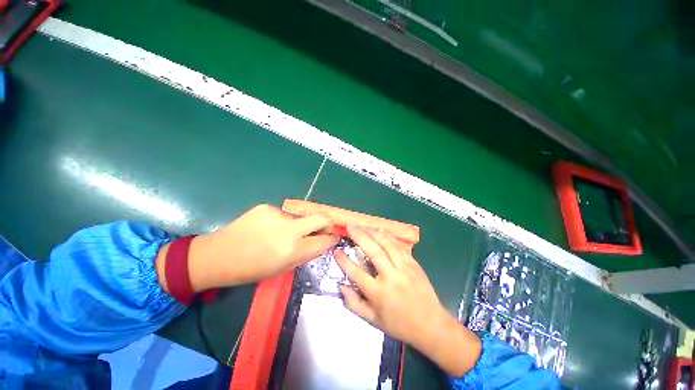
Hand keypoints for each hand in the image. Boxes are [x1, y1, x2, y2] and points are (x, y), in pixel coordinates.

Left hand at [185, 204, 338, 290]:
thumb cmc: (251, 269)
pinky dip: (283, 220)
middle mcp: (289, 230)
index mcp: (293, 250)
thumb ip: (306, 254)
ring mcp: (278, 215)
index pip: (325, 240)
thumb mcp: (283, 268)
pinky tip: (269, 228)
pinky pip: (285, 213)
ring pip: (302, 216)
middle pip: (322, 217)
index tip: (333, 238)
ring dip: (300, 224)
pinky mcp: (267, 206)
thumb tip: (322, 242)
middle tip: (322, 229)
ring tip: (283, 233)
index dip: (332, 239)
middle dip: (327, 223)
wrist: (218, 255)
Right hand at [335, 225, 480, 376]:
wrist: (431, 325)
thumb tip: (342, 286)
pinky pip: (399, 246)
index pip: (357, 273)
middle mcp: (391, 278)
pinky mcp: (414, 263)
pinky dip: (388, 237)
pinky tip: (379, 232)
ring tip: (362, 225)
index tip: (337, 251)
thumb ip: (355, 304)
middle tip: (350, 227)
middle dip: (359, 236)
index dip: (344, 261)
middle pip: (373, 252)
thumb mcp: (374, 322)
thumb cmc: (400, 324)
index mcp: (379, 294)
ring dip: (373, 232)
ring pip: (387, 244)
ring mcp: (405, 268)